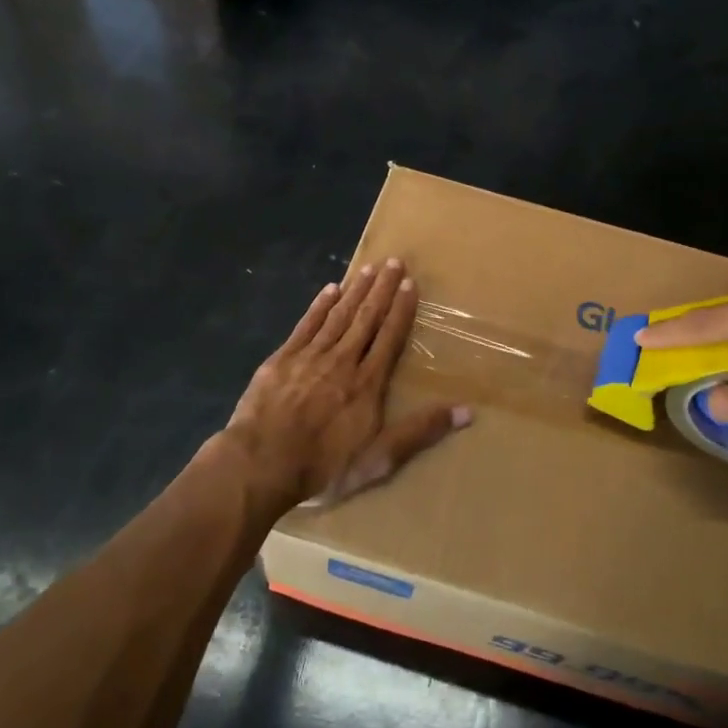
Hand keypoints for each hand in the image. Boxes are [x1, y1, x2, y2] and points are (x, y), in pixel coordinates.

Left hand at [227, 258, 471, 513]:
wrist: (260, 465)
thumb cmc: (323, 465)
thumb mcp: (379, 459)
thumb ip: (420, 431)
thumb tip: (467, 411)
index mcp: (367, 383)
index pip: (389, 337)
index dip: (400, 309)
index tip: (409, 283)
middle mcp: (342, 361)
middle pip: (365, 318)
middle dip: (380, 289)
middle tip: (392, 261)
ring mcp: (309, 357)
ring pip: (338, 316)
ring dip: (354, 291)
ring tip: (367, 269)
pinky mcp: (281, 360)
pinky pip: (306, 325)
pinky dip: (318, 306)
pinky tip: (329, 290)